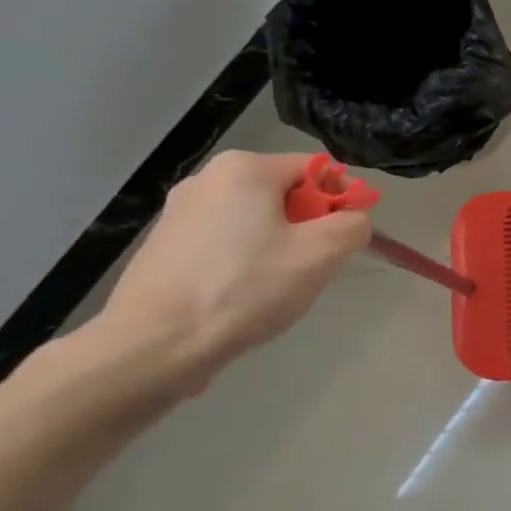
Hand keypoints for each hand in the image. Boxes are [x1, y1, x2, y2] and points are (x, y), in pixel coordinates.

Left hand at [97, 151, 370, 389]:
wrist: (157, 342)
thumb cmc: (246, 289)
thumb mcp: (320, 255)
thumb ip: (352, 226)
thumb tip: (353, 218)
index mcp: (245, 168)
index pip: (318, 170)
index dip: (341, 204)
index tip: (342, 244)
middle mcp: (208, 178)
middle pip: (286, 195)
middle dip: (308, 229)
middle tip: (310, 270)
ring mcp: (180, 211)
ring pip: (257, 221)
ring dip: (279, 248)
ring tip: (275, 288)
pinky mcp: (166, 244)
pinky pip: (227, 242)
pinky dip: (246, 263)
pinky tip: (242, 296)